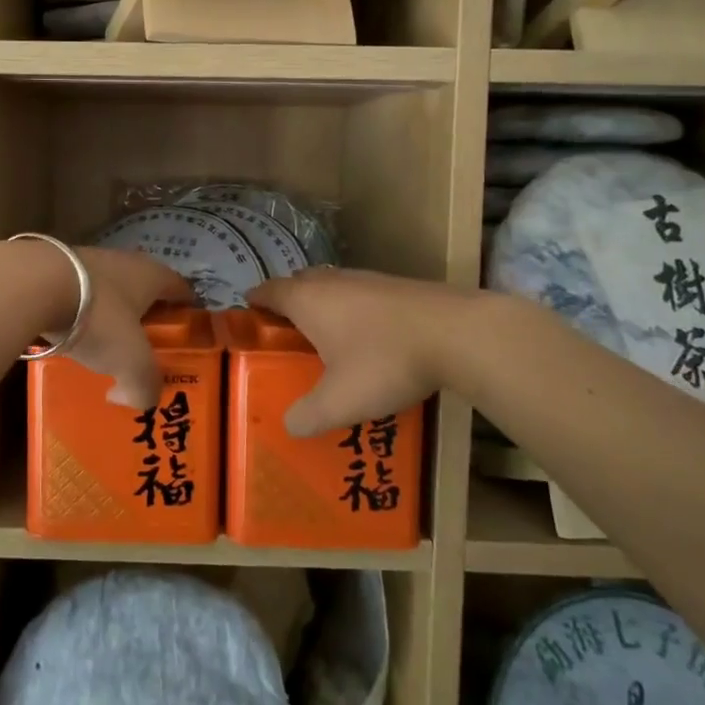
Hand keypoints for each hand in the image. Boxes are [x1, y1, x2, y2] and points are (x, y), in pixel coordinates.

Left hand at [58, 247, 193, 408]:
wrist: (31, 284)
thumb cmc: (97, 318)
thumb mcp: (131, 362)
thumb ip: (144, 386)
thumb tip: (134, 399)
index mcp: (152, 275)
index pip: (182, 290)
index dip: (188, 314)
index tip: (187, 339)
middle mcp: (124, 261)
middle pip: (144, 291)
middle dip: (146, 319)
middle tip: (144, 351)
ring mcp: (87, 261)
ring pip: (108, 293)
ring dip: (109, 317)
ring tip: (103, 347)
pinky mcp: (54, 268)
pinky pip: (77, 296)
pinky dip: (78, 315)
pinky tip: (69, 335)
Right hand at [248, 267, 462, 435]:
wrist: (457, 334)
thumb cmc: (384, 362)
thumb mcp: (339, 402)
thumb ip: (308, 416)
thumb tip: (289, 425)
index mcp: (307, 300)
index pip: (269, 291)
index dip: (255, 301)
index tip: (247, 313)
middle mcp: (332, 281)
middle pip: (299, 282)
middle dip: (288, 301)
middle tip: (284, 331)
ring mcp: (368, 279)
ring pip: (332, 285)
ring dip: (323, 304)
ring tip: (325, 335)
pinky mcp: (398, 285)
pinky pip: (361, 293)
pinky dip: (353, 308)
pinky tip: (367, 335)